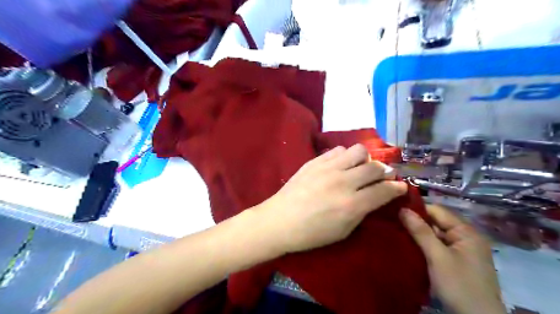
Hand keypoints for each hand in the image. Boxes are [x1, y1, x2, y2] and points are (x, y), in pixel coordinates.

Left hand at [258, 144, 407, 253]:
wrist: (280, 220)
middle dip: (385, 171)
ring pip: (358, 151)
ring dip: (365, 159)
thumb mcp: (343, 231)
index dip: (397, 187)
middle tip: (383, 176)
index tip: (401, 186)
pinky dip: (345, 156)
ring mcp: (328, 168)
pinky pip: (338, 150)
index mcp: (352, 205)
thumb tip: (374, 196)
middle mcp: (343, 182)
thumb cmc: (311, 233)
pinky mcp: (315, 161)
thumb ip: (362, 211)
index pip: (384, 190)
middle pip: (375, 167)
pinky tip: (341, 165)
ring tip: (359, 167)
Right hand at [397, 204, 508, 313]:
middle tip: (392, 222)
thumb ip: (421, 231)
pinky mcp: (456, 261)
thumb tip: (402, 209)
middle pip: (436, 222)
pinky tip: (409, 246)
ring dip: (418, 234)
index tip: (395, 210)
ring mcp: (462, 250)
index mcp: (466, 232)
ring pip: (435, 234)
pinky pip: (437, 246)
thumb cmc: (459, 285)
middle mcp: (466, 237)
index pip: (437, 210)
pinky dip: (424, 245)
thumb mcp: (437, 257)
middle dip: (416, 222)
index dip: (416, 209)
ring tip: (397, 232)